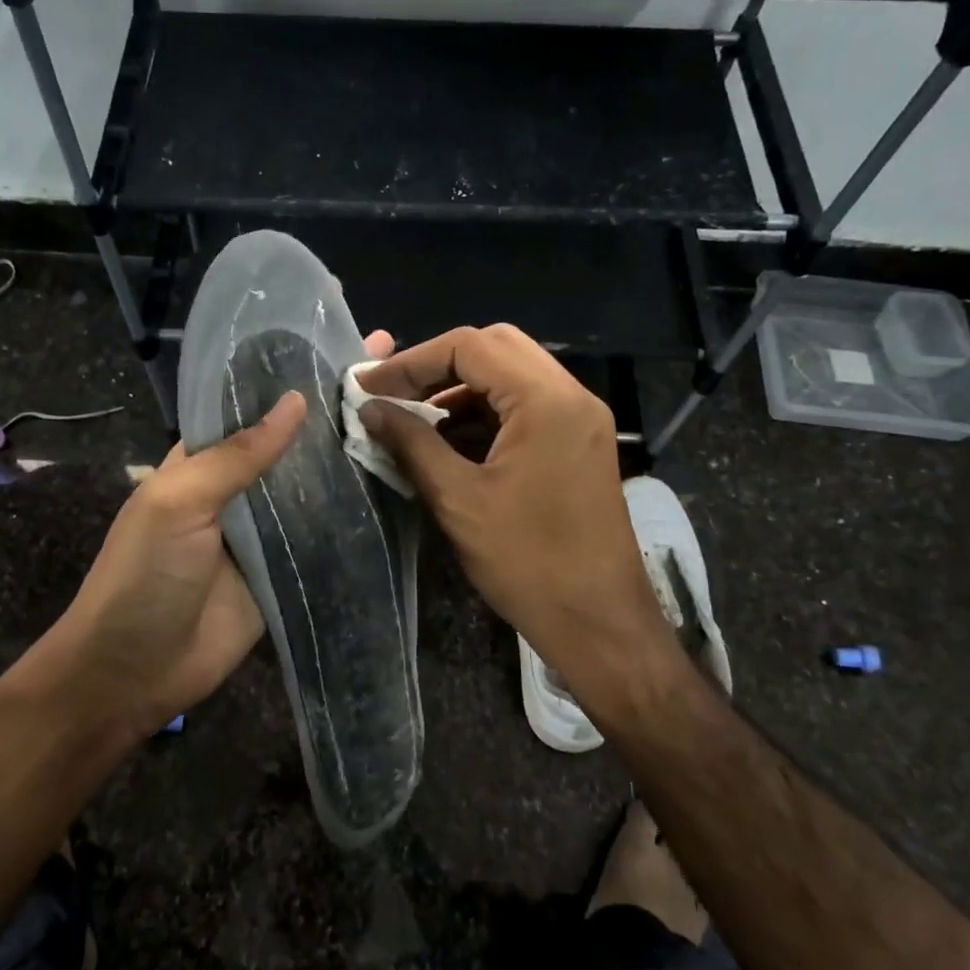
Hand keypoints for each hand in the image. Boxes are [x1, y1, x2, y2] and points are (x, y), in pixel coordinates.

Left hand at [34, 330, 394, 738]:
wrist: (134, 672)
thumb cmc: (143, 576)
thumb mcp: (178, 502)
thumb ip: (236, 455)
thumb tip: (295, 401)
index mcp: (204, 459)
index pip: (253, 404)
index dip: (294, 375)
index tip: (344, 342)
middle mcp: (240, 487)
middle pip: (293, 442)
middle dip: (335, 409)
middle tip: (395, 373)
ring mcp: (267, 530)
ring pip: (315, 485)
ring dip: (353, 456)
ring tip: (409, 418)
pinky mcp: (289, 570)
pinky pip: (326, 535)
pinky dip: (356, 513)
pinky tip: (400, 485)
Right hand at [358, 325, 679, 702]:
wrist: (600, 622)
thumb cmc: (528, 562)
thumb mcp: (459, 500)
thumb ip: (411, 443)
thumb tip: (370, 409)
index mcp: (546, 400)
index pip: (470, 346)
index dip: (411, 361)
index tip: (369, 386)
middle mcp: (570, 396)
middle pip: (495, 349)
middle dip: (437, 367)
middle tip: (393, 395)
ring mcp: (579, 420)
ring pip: (510, 377)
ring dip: (460, 391)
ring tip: (413, 421)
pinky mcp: (578, 444)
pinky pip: (525, 408)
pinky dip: (484, 414)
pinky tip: (449, 443)